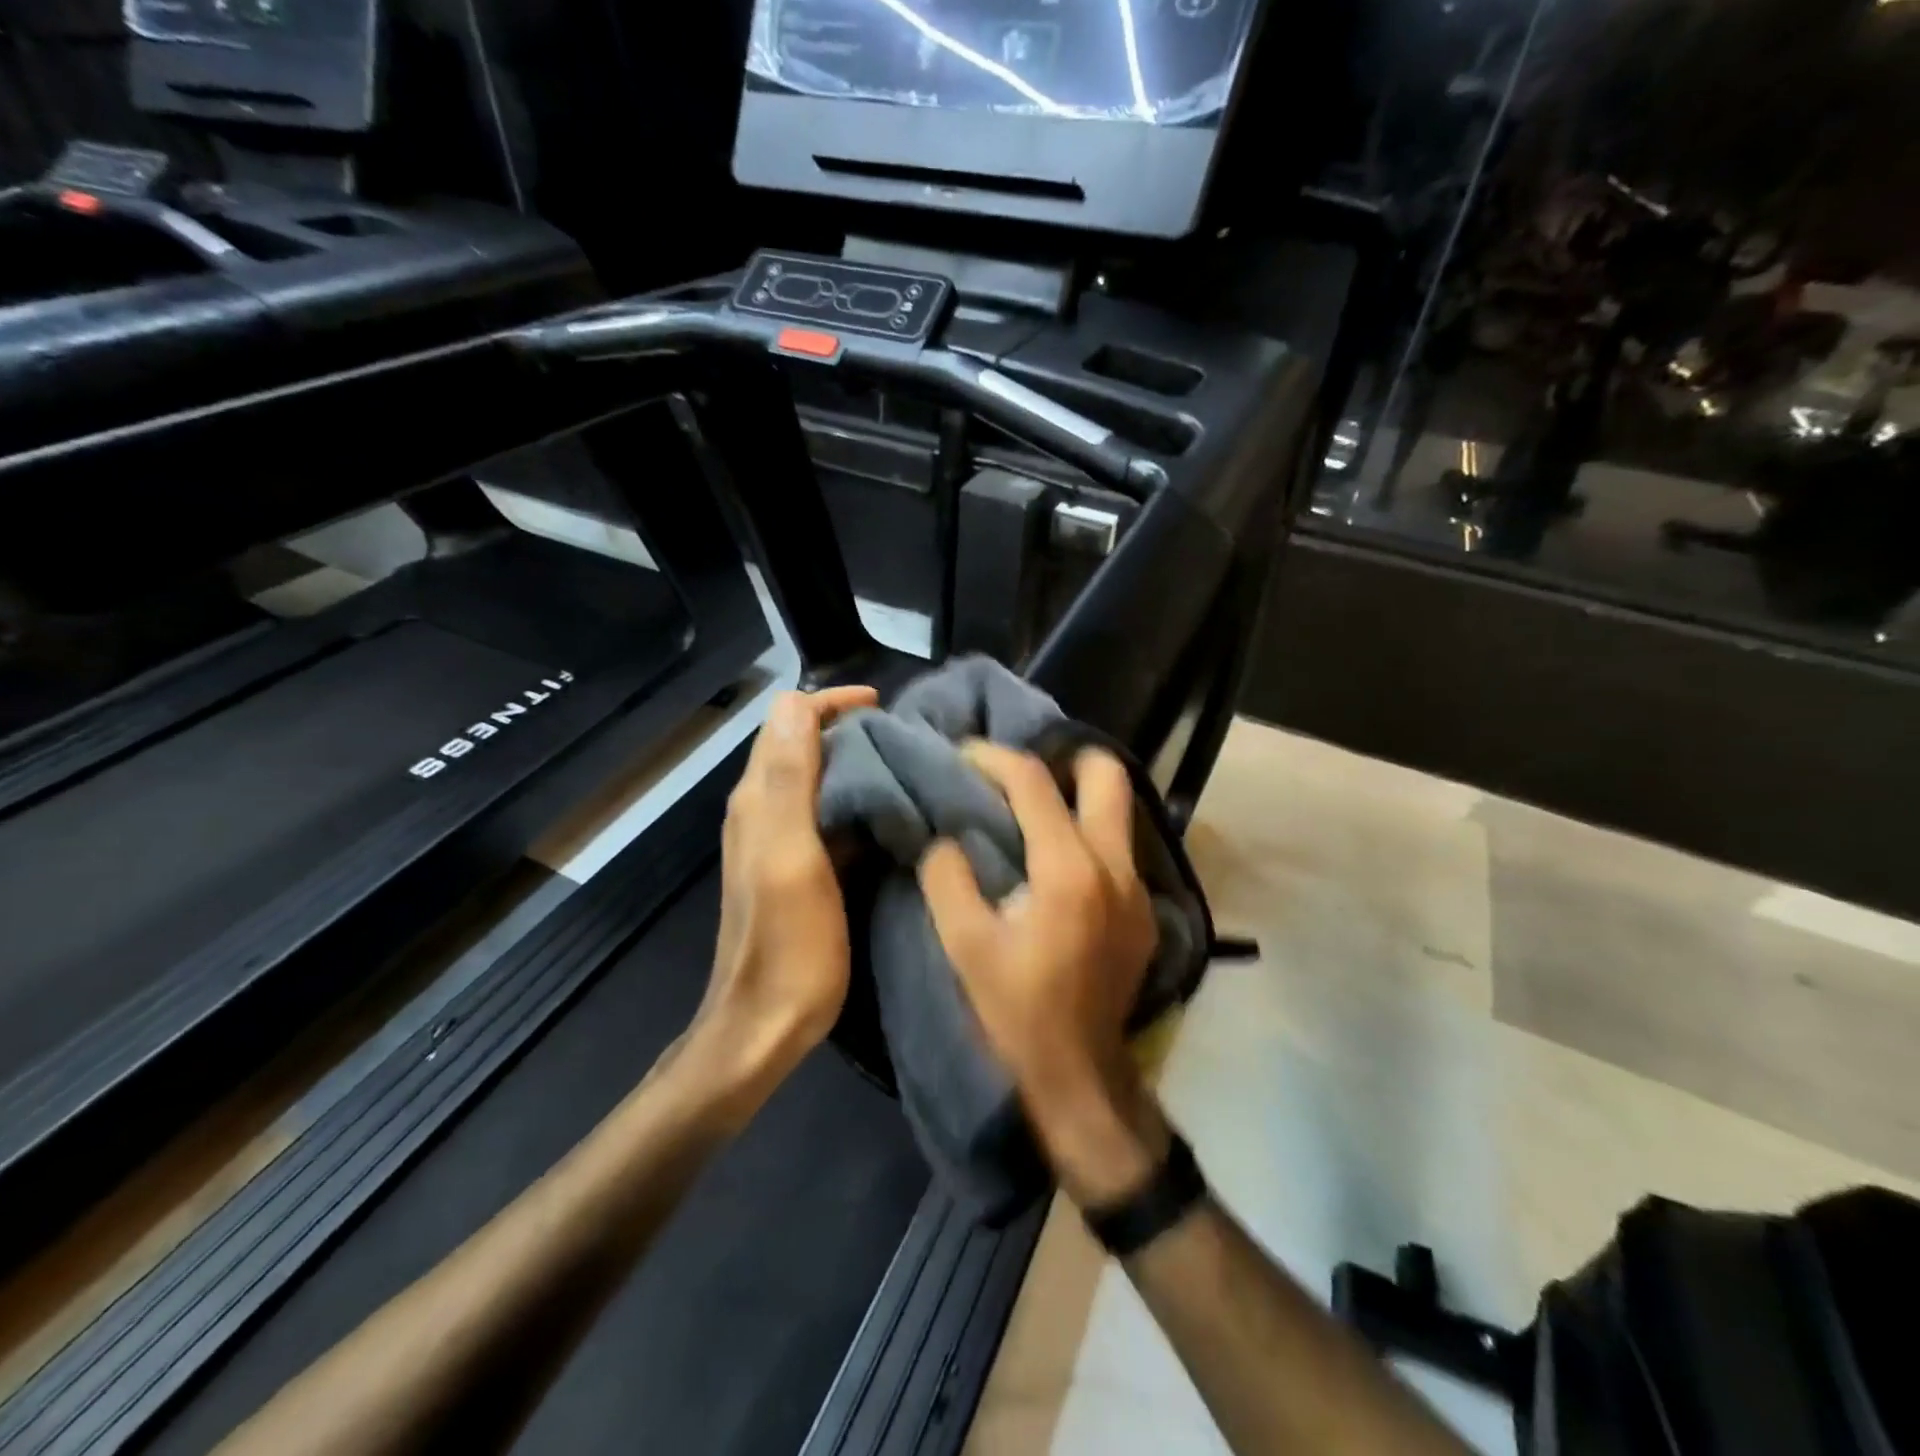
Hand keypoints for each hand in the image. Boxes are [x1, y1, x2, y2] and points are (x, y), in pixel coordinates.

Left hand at [696, 685, 876, 1094]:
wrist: (765, 1024)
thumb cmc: (787, 944)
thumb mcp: (789, 857)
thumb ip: (787, 779)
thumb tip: (794, 702)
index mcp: (759, 800)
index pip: (788, 719)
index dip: (832, 703)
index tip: (885, 708)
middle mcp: (762, 810)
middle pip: (801, 744)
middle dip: (849, 728)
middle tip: (906, 736)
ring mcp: (778, 841)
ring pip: (817, 777)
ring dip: (856, 762)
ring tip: (908, 765)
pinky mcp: (797, 867)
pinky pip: (828, 814)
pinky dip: (858, 800)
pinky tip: (892, 814)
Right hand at [918, 743, 1169, 1205]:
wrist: (1079, 1077)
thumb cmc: (1015, 1012)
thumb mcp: (963, 945)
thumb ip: (947, 876)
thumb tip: (946, 836)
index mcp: (1068, 870)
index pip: (1034, 782)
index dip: (993, 758)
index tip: (964, 755)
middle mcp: (1115, 865)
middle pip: (1106, 773)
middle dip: (1061, 759)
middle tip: (1017, 777)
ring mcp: (1139, 887)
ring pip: (1118, 809)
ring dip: (1076, 796)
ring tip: (1032, 812)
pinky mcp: (1145, 910)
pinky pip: (1119, 847)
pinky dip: (1087, 835)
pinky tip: (1055, 862)